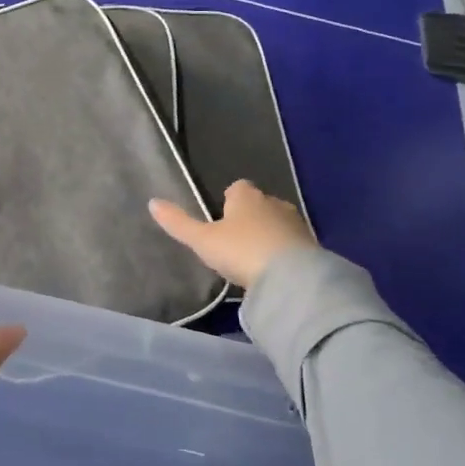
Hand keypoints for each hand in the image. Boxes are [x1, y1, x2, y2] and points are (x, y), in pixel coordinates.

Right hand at [148, 180, 317, 289]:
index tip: (222, 217)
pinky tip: (275, 269)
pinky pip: (293, 243)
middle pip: (260, 204)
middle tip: (236, 240)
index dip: (229, 199)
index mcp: (246, 196)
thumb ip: (178, 223)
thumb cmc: (241, 250)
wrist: (292, 277)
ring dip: (269, 234)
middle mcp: (274, 203)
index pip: (237, 188)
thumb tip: (152, 202)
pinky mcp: (312, 246)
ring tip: (255, 257)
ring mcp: (296, 223)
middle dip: (250, 217)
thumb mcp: (202, 240)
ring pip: (278, 223)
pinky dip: (284, 251)